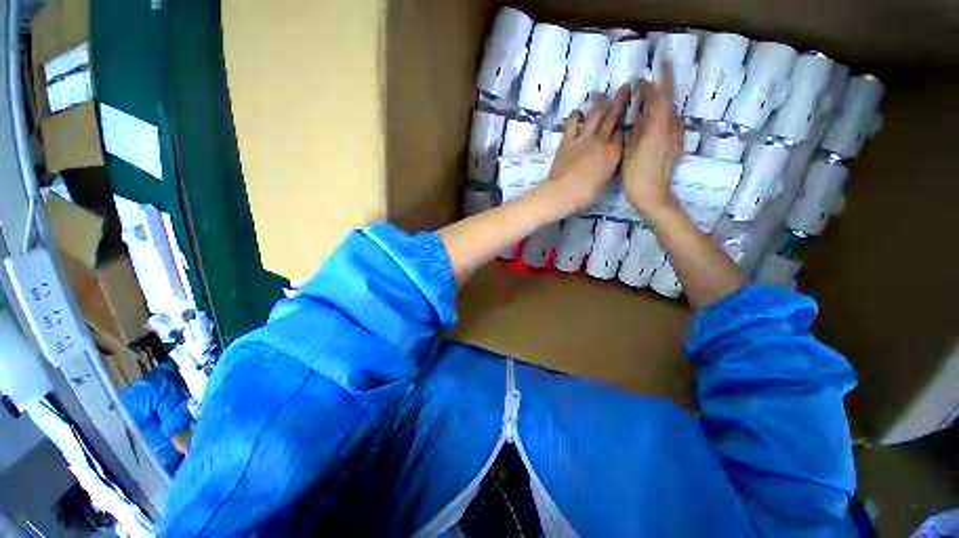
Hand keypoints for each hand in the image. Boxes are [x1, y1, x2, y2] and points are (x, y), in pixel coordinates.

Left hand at [538, 86, 631, 215]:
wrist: (563, 192)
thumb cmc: (586, 194)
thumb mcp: (606, 184)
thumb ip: (612, 171)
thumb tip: (616, 164)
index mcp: (613, 153)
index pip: (623, 133)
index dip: (626, 123)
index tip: (630, 113)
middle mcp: (601, 141)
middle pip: (613, 117)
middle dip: (621, 100)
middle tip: (627, 86)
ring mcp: (583, 138)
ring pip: (595, 114)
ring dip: (601, 102)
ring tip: (604, 95)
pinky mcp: (567, 140)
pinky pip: (572, 122)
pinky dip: (575, 115)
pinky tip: (578, 111)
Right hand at [622, 61, 683, 218]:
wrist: (652, 194)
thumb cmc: (636, 173)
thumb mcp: (632, 146)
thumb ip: (640, 122)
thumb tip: (643, 103)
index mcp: (660, 125)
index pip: (663, 93)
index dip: (662, 77)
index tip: (657, 64)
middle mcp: (673, 126)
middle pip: (669, 100)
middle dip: (661, 87)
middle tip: (647, 83)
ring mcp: (676, 136)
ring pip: (670, 111)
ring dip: (660, 102)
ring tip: (646, 99)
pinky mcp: (675, 145)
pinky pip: (670, 123)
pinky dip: (661, 115)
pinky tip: (651, 120)